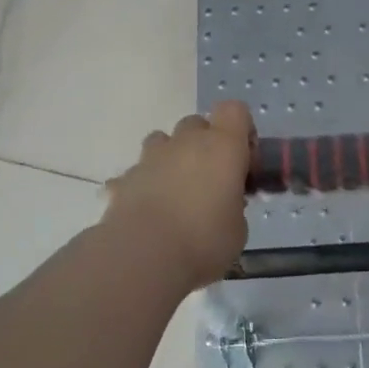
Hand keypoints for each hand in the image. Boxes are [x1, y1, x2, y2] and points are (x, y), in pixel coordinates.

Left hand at [102, 102, 254, 291]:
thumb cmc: (204, 241)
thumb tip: (225, 204)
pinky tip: (147, 212)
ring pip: (162, 141)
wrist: (143, 256)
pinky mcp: (124, 179)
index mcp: (222, 146)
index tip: (244, 159)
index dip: (241, 129)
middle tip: (211, 179)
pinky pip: (137, 173)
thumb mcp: (238, 229)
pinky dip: (143, 185)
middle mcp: (186, 142)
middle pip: (197, 123)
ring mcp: (150, 157)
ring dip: (172, 158)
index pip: (234, 110)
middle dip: (204, 144)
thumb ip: (234, 206)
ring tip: (176, 192)